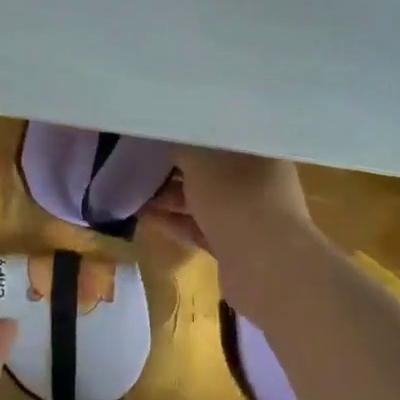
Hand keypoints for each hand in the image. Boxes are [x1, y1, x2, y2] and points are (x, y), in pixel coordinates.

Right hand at [143, 146, 309, 250]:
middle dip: (175, 167)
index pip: (221, 134)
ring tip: (134, 190)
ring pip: (203, 199)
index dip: (189, 133)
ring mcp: (248, 215)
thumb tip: (167, 142)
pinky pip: (200, 227)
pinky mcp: (236, 245)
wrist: (265, 265)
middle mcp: (258, 180)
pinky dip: (176, 221)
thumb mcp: (199, 159)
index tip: (159, 135)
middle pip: (210, 168)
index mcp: (258, 151)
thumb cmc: (235, 196)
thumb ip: (180, 147)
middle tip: (141, 163)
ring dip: (171, 196)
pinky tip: (145, 216)